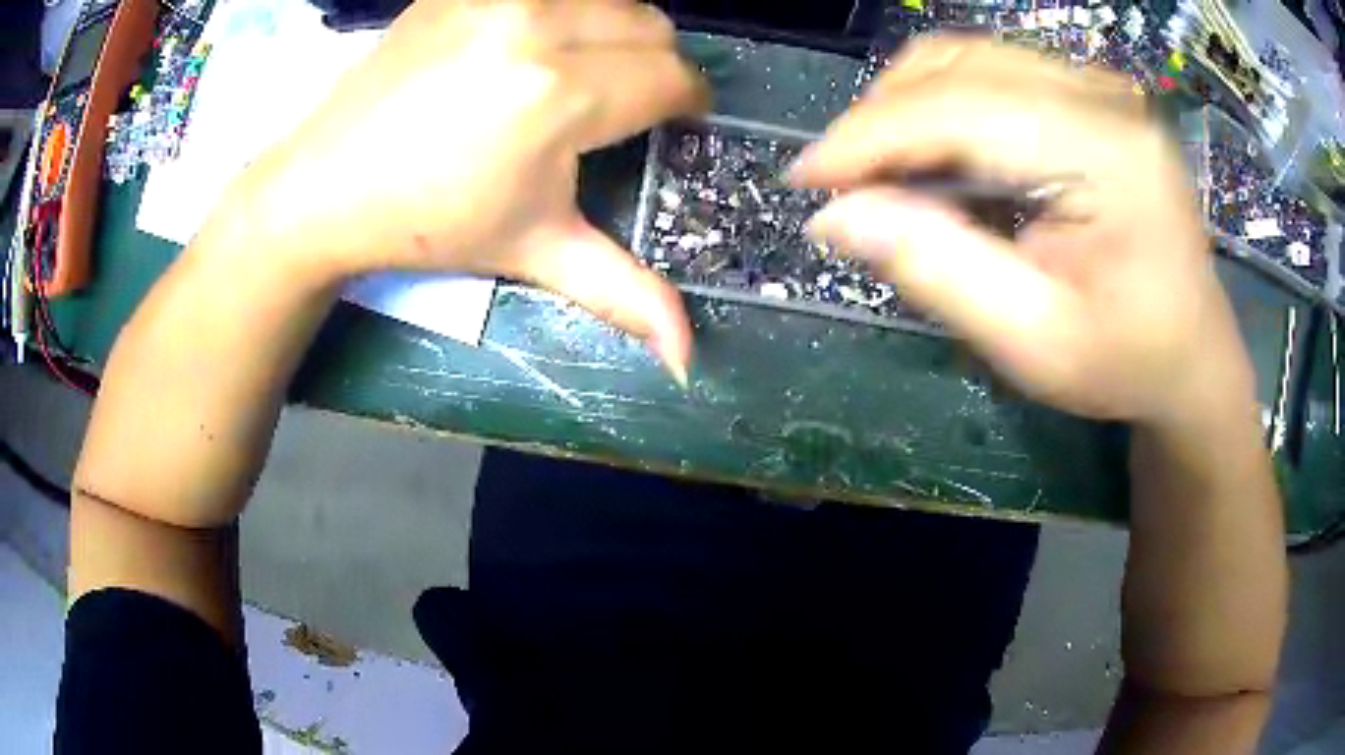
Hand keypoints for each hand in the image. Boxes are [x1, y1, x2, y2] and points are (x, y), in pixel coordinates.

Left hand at [240, 0, 708, 378]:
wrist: (324, 185)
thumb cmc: (428, 222)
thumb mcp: (534, 251)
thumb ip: (623, 293)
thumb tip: (689, 357)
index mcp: (560, 96)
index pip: (672, 78)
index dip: (687, 104)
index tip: (675, 122)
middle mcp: (537, 26)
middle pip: (652, 25)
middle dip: (656, 64)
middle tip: (625, 102)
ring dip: (616, 32)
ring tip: (582, 72)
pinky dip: (565, 12)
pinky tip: (529, 49)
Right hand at [793, 37, 1253, 424]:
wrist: (1192, 353)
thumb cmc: (1128, 363)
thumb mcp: (1033, 342)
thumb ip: (938, 270)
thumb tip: (835, 218)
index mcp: (1108, 153)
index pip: (960, 109)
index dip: (869, 135)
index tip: (803, 179)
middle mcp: (1102, 96)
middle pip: (955, 64)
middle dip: (881, 119)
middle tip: (845, 187)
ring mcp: (1097, 86)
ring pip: (963, 57)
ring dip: (906, 109)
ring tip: (883, 174)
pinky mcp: (1087, 94)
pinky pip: (989, 71)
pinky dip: (941, 108)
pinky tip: (934, 159)